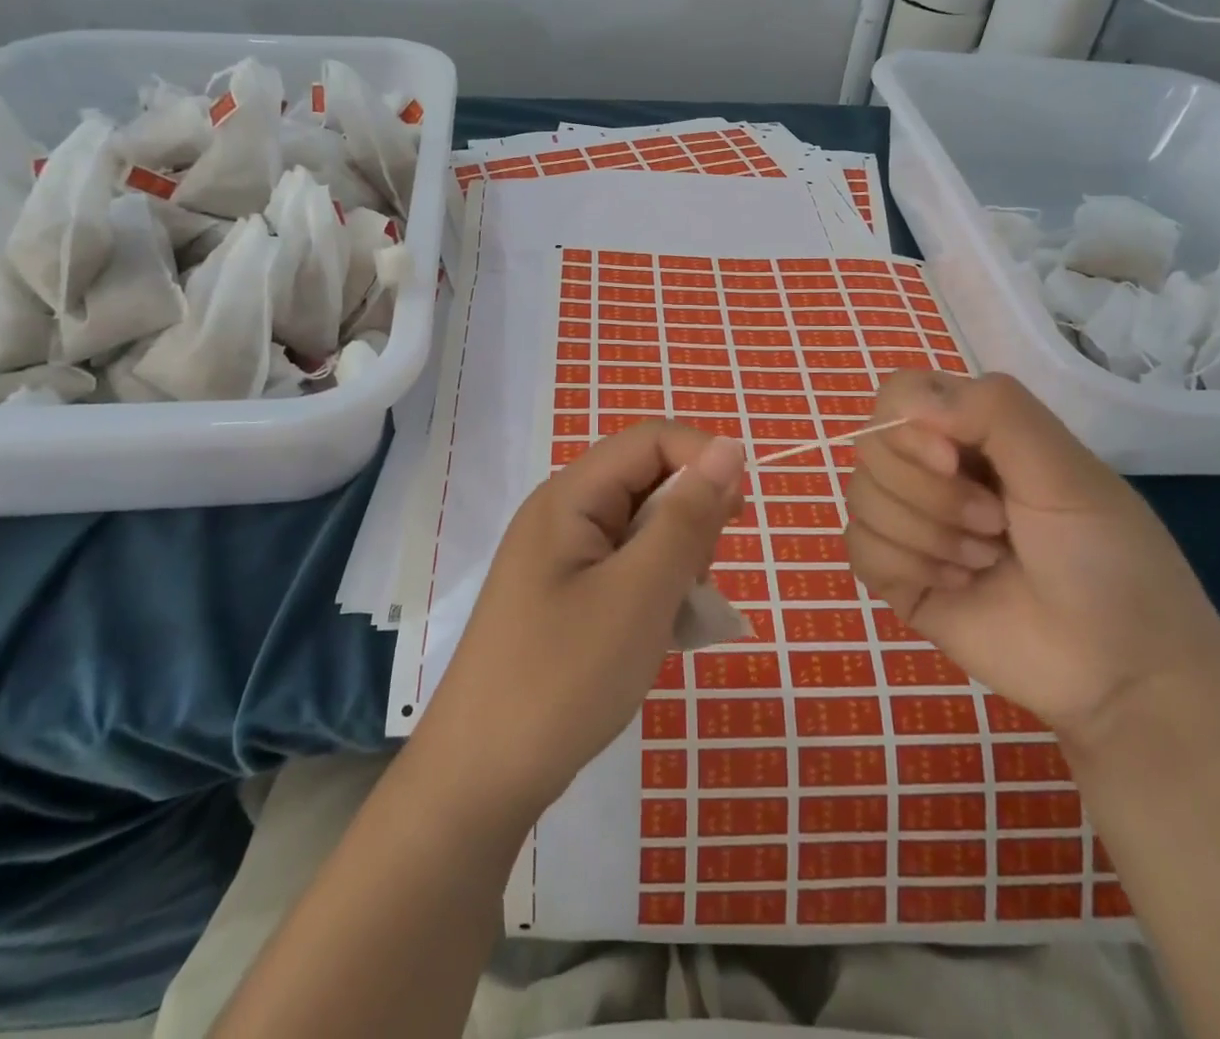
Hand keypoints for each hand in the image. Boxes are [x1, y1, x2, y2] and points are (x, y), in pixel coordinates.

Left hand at [413, 421, 744, 822]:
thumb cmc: (563, 679)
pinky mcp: (566, 596)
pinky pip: (626, 567)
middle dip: (691, 517)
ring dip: (677, 558)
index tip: (739, 515)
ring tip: (679, 614)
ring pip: (642, 527)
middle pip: (647, 480)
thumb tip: (729, 447)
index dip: (703, 458)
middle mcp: (563, 514)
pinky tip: (662, 632)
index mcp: (571, 496)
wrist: (481, 780)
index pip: (651, 440)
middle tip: (702, 576)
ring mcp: (561, 557)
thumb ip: (688, 517)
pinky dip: (656, 588)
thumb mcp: (640, 593)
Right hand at [845, 371, 1219, 742]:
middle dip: (930, 493)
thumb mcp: (1067, 472)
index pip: (898, 396)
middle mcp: (932, 469)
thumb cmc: (1108, 560)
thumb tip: (909, 402)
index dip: (909, 427)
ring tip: (986, 561)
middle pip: (871, 448)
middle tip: (995, 524)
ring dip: (927, 534)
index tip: (954, 462)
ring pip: (860, 498)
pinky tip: (957, 586)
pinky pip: (858, 547)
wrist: (1121, 672)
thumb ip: (997, 412)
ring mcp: (910, 522)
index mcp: (971, 432)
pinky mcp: (896, 574)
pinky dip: (907, 565)